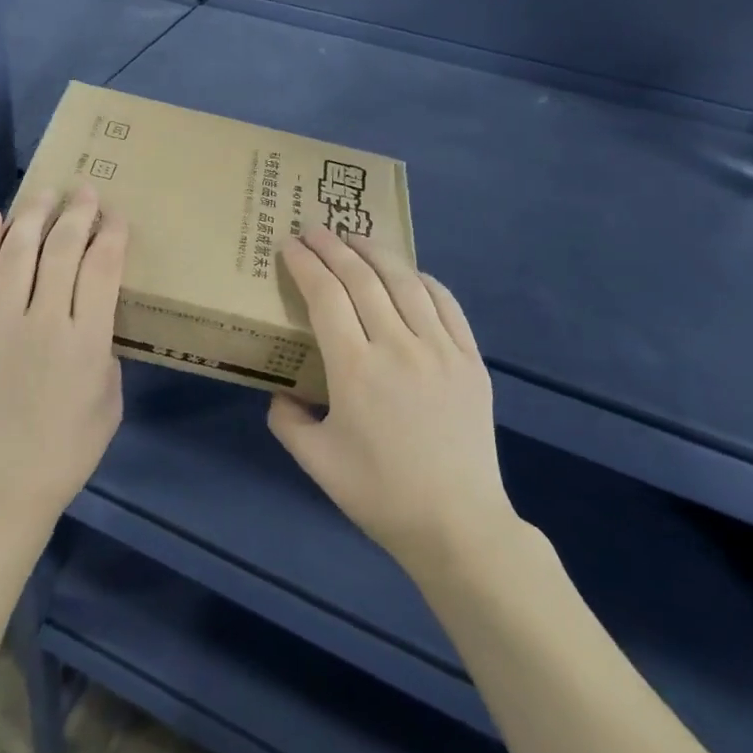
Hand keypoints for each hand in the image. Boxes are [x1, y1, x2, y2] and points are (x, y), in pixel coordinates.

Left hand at [0, 184, 127, 536]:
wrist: (0, 480)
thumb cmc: (67, 448)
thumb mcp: (109, 399)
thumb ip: (104, 348)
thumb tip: (91, 313)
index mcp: (86, 342)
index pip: (102, 269)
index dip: (111, 235)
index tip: (117, 216)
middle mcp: (43, 321)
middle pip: (61, 250)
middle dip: (77, 214)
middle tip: (86, 190)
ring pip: (17, 252)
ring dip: (33, 216)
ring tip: (45, 192)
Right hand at [269, 229, 522, 578]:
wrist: (458, 524)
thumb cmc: (379, 493)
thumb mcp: (315, 461)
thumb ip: (286, 420)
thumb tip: (281, 392)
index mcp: (355, 369)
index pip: (325, 296)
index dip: (305, 263)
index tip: (289, 244)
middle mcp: (398, 346)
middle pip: (362, 278)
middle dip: (333, 246)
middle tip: (314, 228)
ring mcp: (440, 350)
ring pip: (405, 281)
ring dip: (376, 252)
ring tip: (356, 237)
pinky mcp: (471, 360)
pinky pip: (446, 304)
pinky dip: (422, 280)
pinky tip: (408, 273)